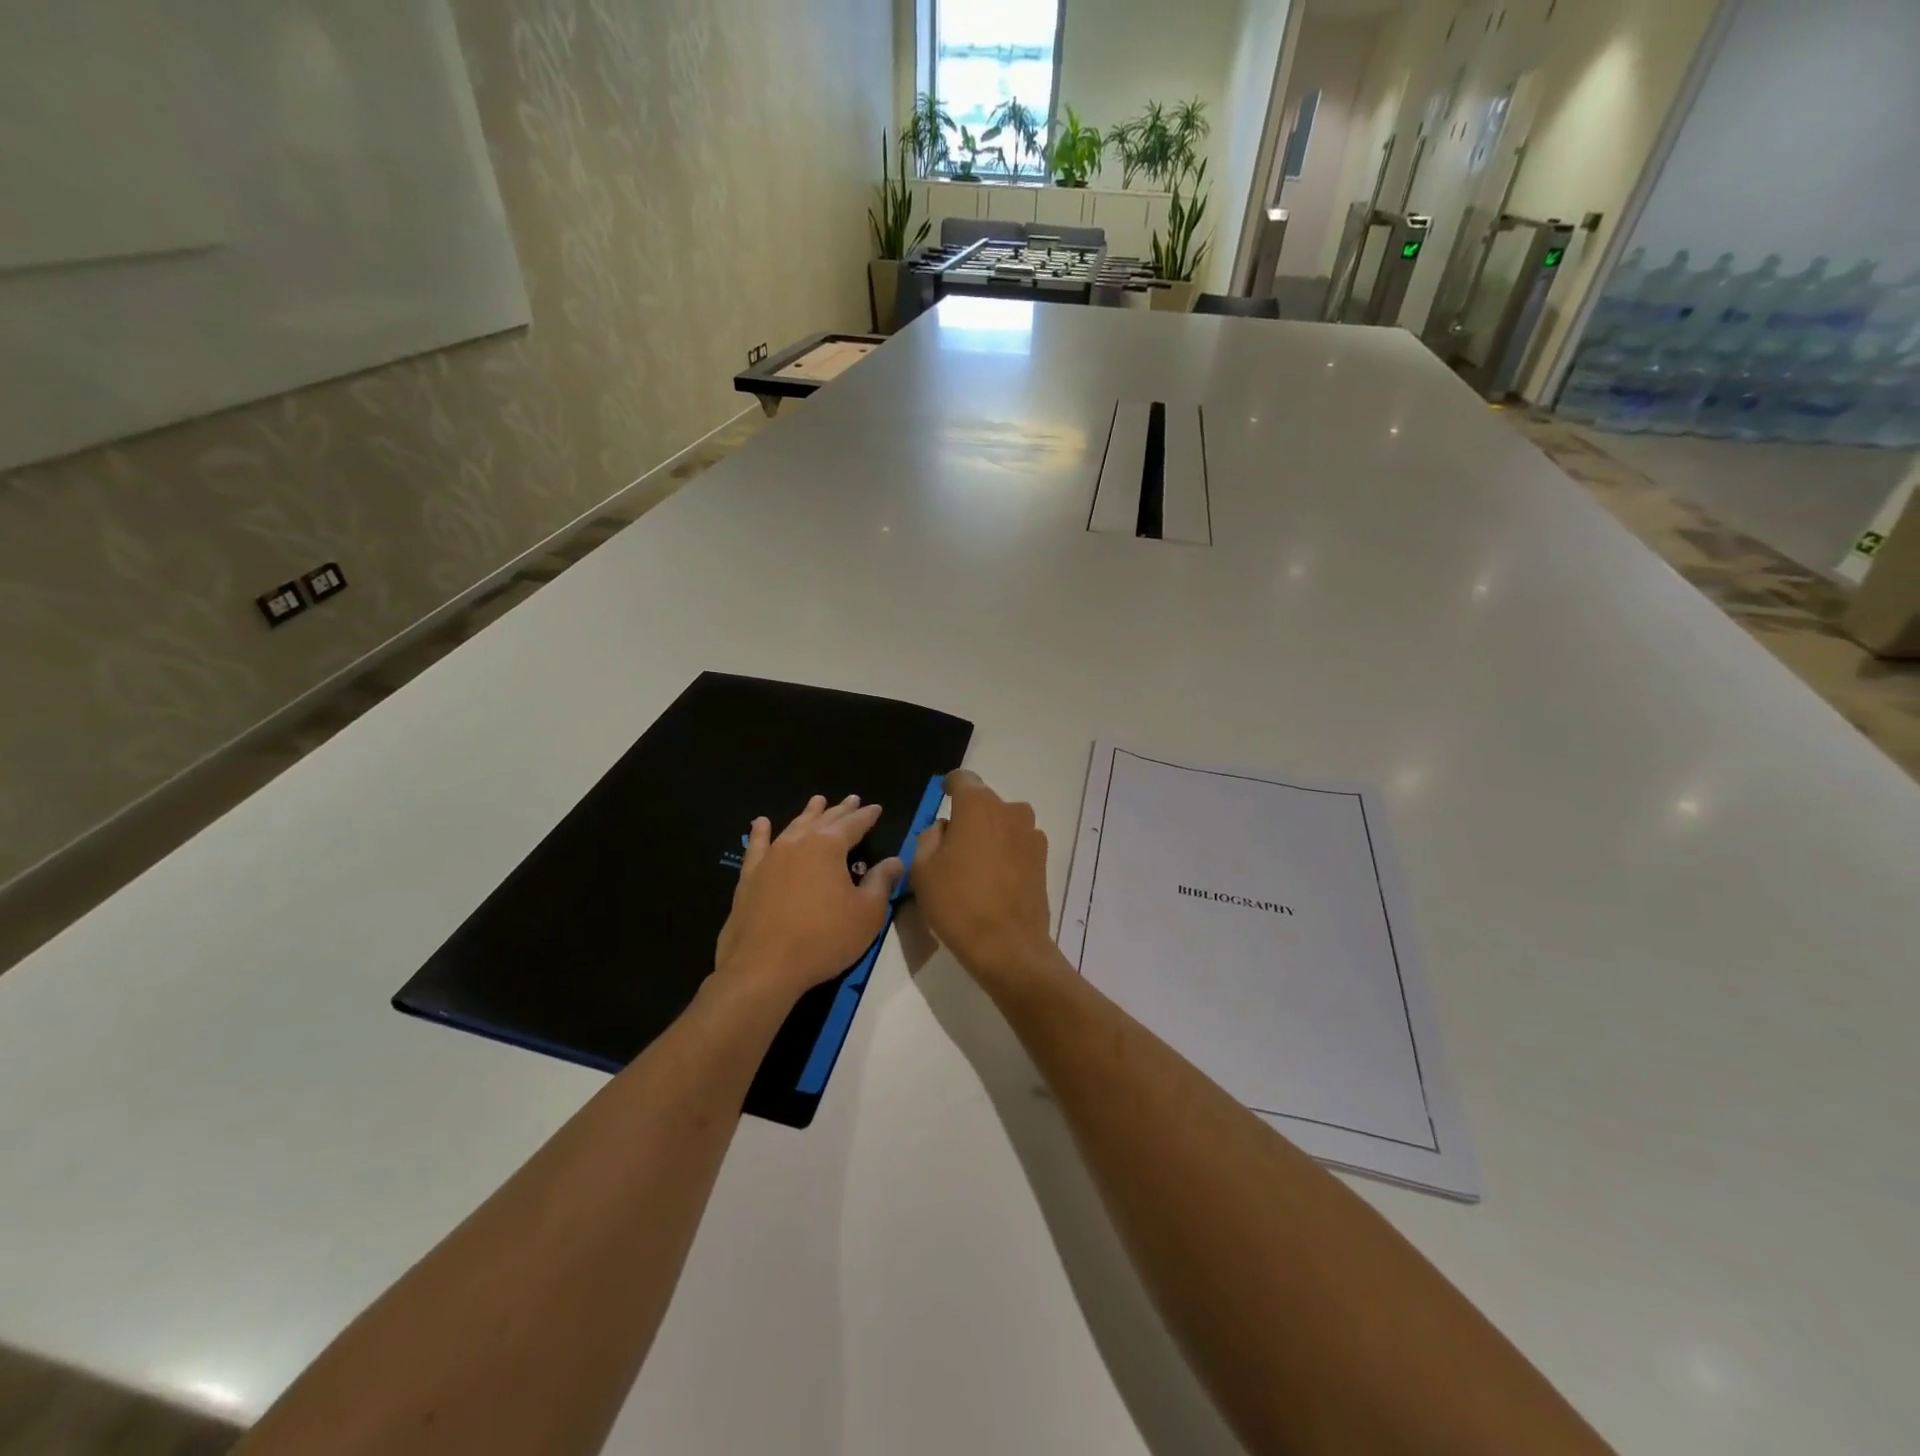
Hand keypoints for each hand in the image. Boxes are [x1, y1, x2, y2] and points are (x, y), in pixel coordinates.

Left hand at [713, 794, 903, 1006]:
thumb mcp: (866, 914)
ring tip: (817, 801)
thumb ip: (881, 882)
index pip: (854, 824)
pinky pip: (757, 846)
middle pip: (824, 820)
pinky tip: (762, 822)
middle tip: (851, 799)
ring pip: (793, 827)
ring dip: (808, 814)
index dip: (867, 816)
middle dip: (840, 810)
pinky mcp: (749, 877)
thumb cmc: (824, 939)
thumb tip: (895, 861)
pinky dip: (761, 833)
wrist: (763, 967)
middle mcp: (798, 843)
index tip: (876, 808)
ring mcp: (770, 858)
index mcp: (829, 846)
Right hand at [909, 770, 1058, 988]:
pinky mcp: (1043, 859)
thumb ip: (930, 837)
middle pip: (984, 803)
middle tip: (950, 845)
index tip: (942, 797)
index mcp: (977, 805)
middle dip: (968, 816)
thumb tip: (945, 828)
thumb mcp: (922, 869)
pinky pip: (1017, 844)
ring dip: (989, 834)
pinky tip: (994, 880)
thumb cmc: (957, 903)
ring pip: (1003, 823)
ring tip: (973, 866)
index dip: (949, 786)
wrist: (1007, 946)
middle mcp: (1009, 810)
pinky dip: (1005, 853)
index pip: (962, 779)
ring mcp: (1031, 834)